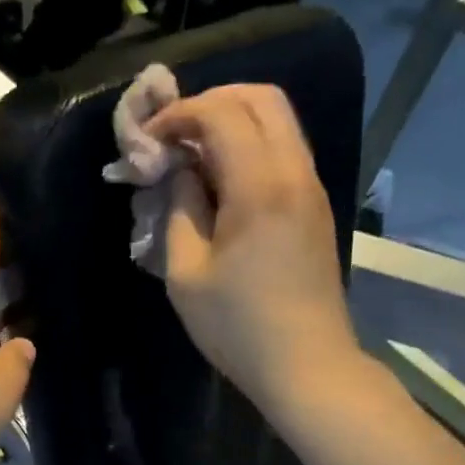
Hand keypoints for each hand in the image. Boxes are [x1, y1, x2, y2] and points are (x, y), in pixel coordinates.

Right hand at [145, 85, 360, 415]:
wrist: (307, 365)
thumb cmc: (238, 327)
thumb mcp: (187, 273)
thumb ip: (179, 209)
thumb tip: (180, 173)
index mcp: (260, 186)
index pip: (221, 113)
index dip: (179, 115)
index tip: (149, 141)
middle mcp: (294, 172)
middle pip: (261, 98)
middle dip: (210, 103)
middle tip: (173, 136)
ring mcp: (311, 188)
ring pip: (278, 122)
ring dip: (232, 123)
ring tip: (192, 157)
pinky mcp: (315, 207)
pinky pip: (284, 151)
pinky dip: (250, 147)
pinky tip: (221, 182)